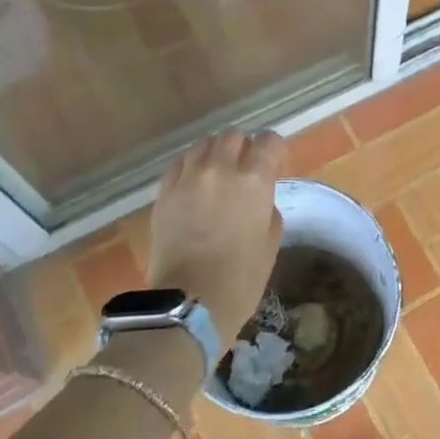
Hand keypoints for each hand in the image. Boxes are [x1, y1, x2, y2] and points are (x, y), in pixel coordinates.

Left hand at [147, 131, 286, 336]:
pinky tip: (195, 184)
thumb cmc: (241, 278)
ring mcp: (188, 178)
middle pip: (234, 136)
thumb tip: (260, 197)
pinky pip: (180, 163)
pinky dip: (192, 166)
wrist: (189, 302)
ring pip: (204, 144)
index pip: (269, 141)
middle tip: (246, 169)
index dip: (275, 151)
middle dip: (244, 148)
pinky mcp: (164, 192)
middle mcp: (220, 169)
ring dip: (216, 153)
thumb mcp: (271, 242)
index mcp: (253, 180)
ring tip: (218, 174)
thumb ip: (269, 207)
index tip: (275, 166)